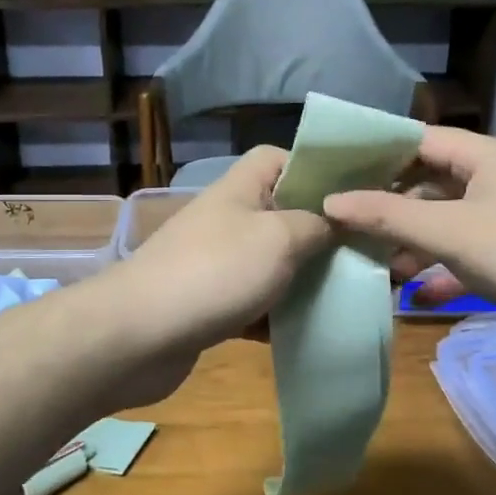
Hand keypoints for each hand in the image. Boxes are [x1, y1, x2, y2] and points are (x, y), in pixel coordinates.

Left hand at [116, 146, 333, 358]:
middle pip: (279, 214)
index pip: (277, 158)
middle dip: (317, 234)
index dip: (313, 168)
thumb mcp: (279, 238)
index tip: (349, 196)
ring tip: (341, 294)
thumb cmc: (215, 272)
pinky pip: (251, 304)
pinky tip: (302, 331)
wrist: (137, 335)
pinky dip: (274, 317)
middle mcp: (226, 221)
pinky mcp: (208, 306)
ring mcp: (214, 264)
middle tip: (358, 254)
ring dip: (299, 280)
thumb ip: (316, 226)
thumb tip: (336, 222)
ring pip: (268, 263)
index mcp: (240, 190)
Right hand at [321, 126, 495, 325]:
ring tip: (376, 266)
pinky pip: (475, 251)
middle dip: (391, 207)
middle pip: (432, 182)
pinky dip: (448, 269)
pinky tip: (420, 298)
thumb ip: (388, 217)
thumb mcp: (451, 233)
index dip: (375, 154)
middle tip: (347, 226)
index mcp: (486, 154)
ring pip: (452, 220)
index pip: (418, 139)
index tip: (335, 175)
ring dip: (416, 243)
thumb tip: (331, 202)